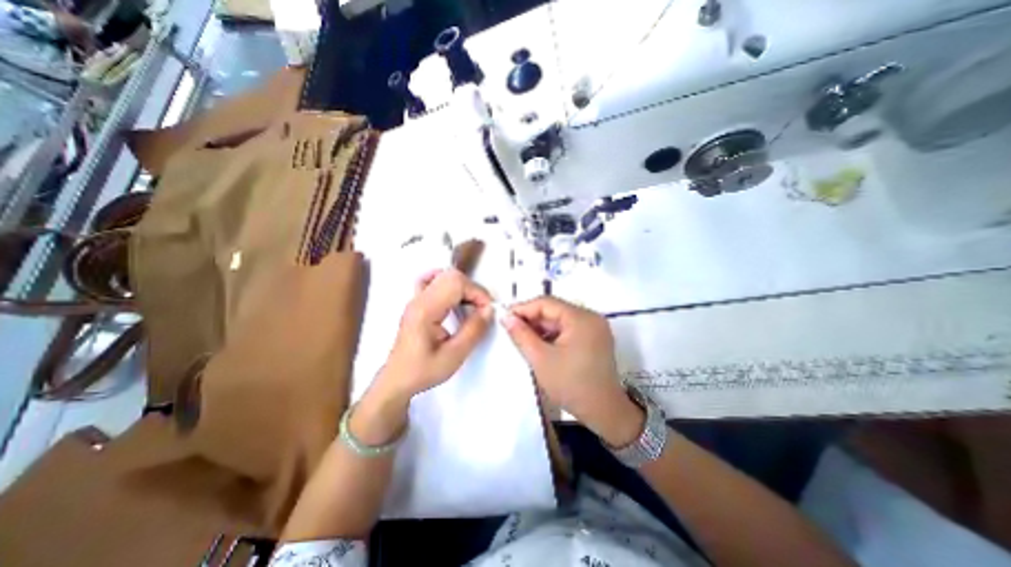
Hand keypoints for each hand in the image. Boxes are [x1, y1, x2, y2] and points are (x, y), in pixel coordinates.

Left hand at [375, 267, 494, 398]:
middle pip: (451, 276)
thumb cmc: (423, 371)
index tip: (487, 311)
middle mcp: (419, 299)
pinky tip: (454, 295)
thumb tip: (489, 310)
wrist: (397, 380)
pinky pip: (431, 280)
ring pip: (443, 276)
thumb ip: (473, 330)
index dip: (477, 292)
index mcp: (425, 310)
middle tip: (481, 309)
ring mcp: (415, 298)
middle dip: (472, 289)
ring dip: (463, 287)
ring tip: (471, 305)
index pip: (456, 283)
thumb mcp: (454, 356)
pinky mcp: (417, 302)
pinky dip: (447, 282)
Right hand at [502, 294, 642, 443]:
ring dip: (541, 327)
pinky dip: (553, 335)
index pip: (547, 303)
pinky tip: (539, 344)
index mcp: (581, 318)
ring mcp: (595, 328)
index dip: (523, 308)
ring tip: (523, 338)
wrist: (603, 412)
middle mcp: (591, 317)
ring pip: (560, 320)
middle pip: (555, 310)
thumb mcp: (541, 359)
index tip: (505, 318)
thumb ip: (521, 334)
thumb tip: (506, 317)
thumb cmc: (571, 385)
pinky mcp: (595, 338)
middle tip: (511, 329)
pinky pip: (569, 329)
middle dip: (532, 319)